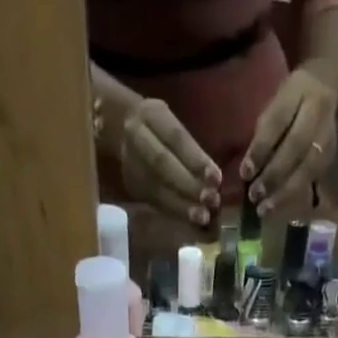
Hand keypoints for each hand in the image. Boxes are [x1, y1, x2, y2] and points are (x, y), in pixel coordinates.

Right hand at [117, 96, 221, 227]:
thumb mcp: (173, 122)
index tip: (216, 178)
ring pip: (158, 188)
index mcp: (151, 115)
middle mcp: (137, 138)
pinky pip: (155, 202)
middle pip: (163, 165)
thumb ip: (190, 147)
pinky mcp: (133, 187)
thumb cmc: (159, 126)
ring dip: (182, 206)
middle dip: (189, 185)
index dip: (196, 160)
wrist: (121, 128)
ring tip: (202, 217)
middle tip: (210, 201)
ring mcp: (131, 164)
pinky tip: (190, 222)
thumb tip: (214, 181)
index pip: (176, 138)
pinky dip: (175, 212)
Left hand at [240, 66, 337, 216]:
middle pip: (295, 148)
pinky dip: (293, 196)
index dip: (261, 149)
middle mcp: (317, 113)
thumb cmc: (290, 101)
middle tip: (254, 195)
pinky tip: (278, 208)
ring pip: (306, 169)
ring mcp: (327, 137)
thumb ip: (263, 133)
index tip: (245, 172)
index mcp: (298, 91)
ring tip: (264, 209)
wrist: (326, 88)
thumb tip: (248, 171)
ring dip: (283, 193)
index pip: (278, 121)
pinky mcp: (330, 157)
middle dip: (272, 175)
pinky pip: (311, 180)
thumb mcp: (273, 104)